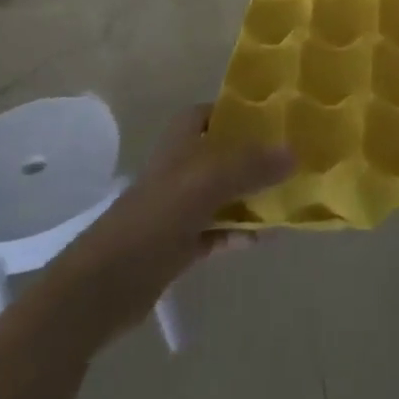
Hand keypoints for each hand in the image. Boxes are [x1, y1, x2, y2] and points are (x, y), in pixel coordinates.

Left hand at [66, 106, 292, 332]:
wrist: (103, 286)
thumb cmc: (155, 218)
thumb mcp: (207, 181)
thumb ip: (251, 165)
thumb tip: (294, 153)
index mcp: (180, 143)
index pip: (209, 114)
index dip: (236, 112)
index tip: (273, 118)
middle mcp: (180, 169)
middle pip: (223, 154)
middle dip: (255, 157)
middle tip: (293, 159)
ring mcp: (179, 208)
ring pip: (224, 193)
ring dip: (252, 196)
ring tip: (289, 199)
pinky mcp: (179, 244)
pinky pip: (218, 230)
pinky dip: (239, 232)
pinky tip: (264, 238)